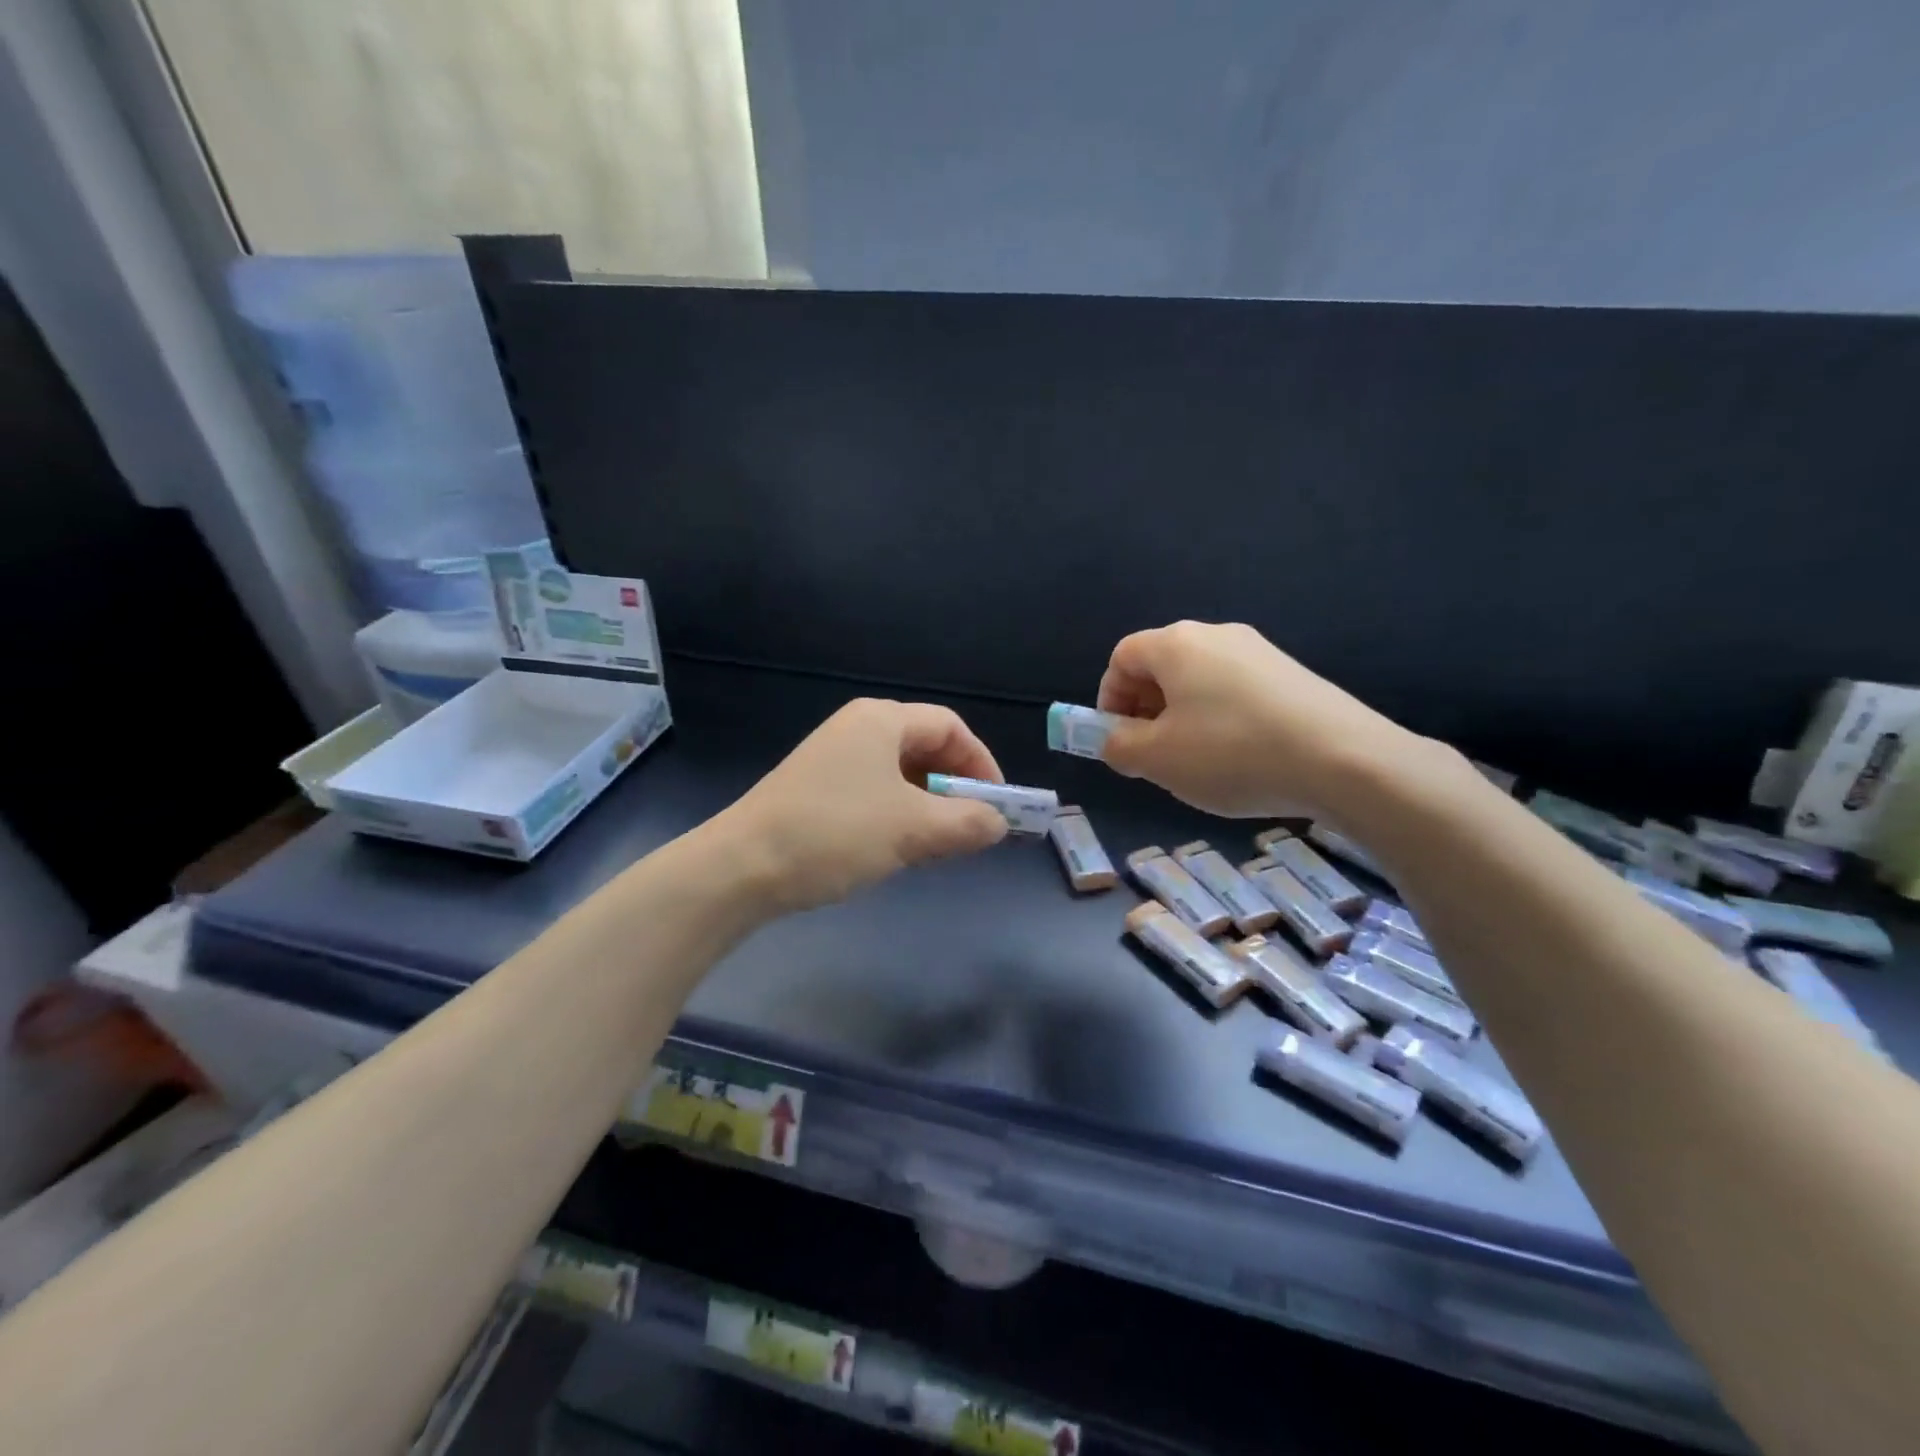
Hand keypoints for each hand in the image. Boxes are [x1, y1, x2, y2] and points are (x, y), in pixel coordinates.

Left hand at [717, 698, 1009, 912]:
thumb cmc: (835, 833)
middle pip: (926, 746)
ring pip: (901, 773)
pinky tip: (900, 847)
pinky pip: (875, 791)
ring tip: (941, 843)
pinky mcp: (817, 788)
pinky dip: (899, 813)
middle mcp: (858, 729)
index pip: (950, 727)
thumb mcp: (912, 829)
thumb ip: (967, 823)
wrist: (742, 867)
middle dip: (956, 785)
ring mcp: (833, 758)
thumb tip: (999, 823)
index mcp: (881, 721)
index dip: (981, 763)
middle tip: (972, 827)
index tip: (997, 805)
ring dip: (929, 804)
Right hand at [1097, 621, 1423, 818]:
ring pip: (1199, 680)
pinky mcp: (1291, 674)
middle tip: (1153, 755)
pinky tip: (1240, 757)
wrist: (1344, 760)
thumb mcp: (1157, 759)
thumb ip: (1118, 745)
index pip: (1122, 657)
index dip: (1108, 697)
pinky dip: (1220, 718)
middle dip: (1145, 710)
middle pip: (1162, 666)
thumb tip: (1113, 738)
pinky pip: (1235, 690)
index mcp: (1177, 644)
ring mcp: (1259, 651)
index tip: (1118, 739)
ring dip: (1182, 717)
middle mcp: (1216, 635)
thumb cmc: (1232, 753)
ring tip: (1197, 762)